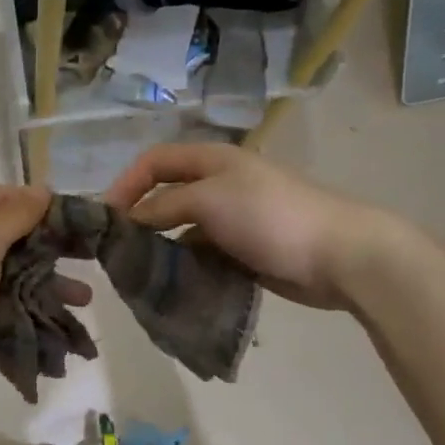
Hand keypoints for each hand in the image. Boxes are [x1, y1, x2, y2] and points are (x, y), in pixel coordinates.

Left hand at [0, 182, 90, 402]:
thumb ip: (15, 215)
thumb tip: (41, 189)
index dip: (25, 201)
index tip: (60, 218)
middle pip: (4, 232)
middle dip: (45, 247)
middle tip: (83, 258)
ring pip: (5, 269)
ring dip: (43, 280)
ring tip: (82, 299)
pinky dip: (23, 303)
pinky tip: (52, 317)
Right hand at [103, 144, 396, 309]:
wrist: (339, 254)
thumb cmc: (270, 216)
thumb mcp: (209, 201)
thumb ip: (164, 207)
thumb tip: (130, 220)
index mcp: (212, 160)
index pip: (155, 162)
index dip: (126, 183)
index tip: (105, 217)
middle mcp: (219, 185)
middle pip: (166, 196)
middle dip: (140, 218)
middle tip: (118, 249)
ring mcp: (233, 219)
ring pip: (182, 230)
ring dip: (161, 247)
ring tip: (140, 272)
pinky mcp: (244, 251)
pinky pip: (203, 255)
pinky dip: (186, 266)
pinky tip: (173, 285)